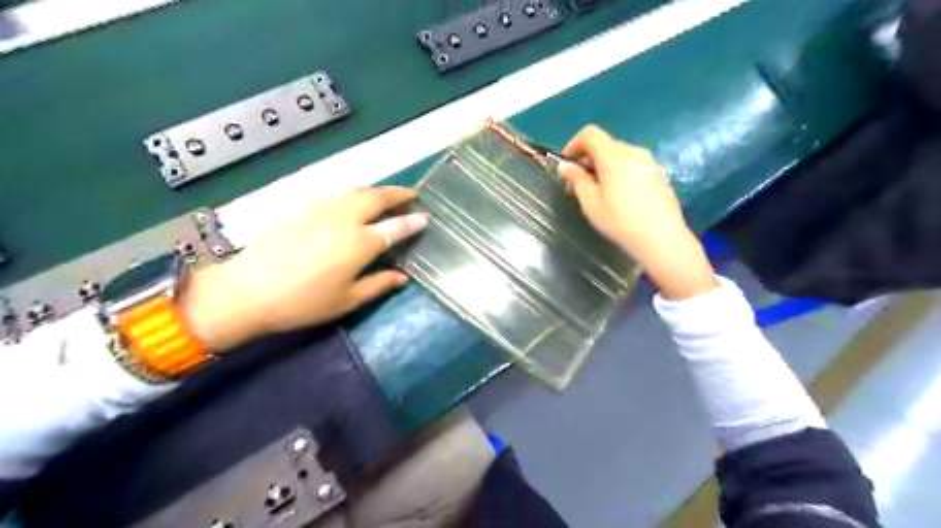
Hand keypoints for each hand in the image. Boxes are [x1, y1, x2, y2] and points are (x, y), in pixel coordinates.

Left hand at [180, 185, 426, 349]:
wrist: (247, 290)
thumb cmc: (303, 302)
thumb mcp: (347, 300)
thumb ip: (378, 285)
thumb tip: (402, 277)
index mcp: (360, 243)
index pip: (395, 226)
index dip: (412, 221)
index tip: (424, 217)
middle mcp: (345, 219)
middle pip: (376, 197)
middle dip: (397, 193)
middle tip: (411, 194)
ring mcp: (321, 210)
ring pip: (354, 191)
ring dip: (375, 191)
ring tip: (384, 196)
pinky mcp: (300, 208)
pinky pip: (333, 195)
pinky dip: (349, 195)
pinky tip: (347, 204)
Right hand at [561, 122, 717, 296]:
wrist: (661, 239)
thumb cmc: (620, 221)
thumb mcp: (590, 203)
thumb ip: (577, 180)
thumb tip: (566, 167)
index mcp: (615, 156)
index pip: (590, 134)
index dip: (573, 145)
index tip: (566, 165)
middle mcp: (634, 152)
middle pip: (605, 145)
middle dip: (588, 160)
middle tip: (577, 185)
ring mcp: (650, 163)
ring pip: (619, 156)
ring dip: (604, 168)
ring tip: (598, 193)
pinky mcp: (659, 175)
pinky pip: (633, 167)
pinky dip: (619, 174)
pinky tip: (619, 198)